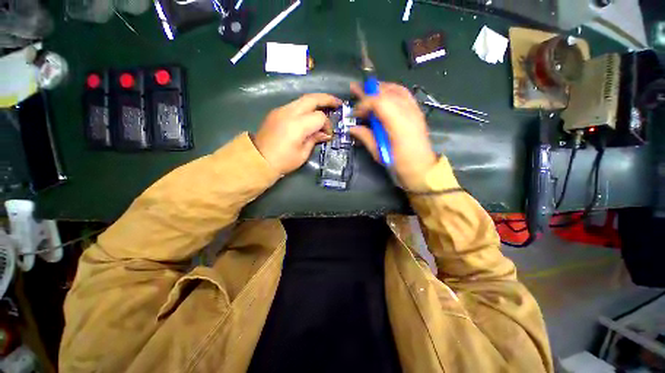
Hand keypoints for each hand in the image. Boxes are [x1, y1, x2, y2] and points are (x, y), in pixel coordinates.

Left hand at [254, 93, 341, 173]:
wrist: (257, 159)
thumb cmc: (283, 161)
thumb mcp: (303, 154)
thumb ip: (314, 139)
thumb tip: (324, 134)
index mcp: (297, 125)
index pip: (319, 117)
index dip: (327, 125)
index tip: (328, 135)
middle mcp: (289, 112)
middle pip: (312, 98)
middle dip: (327, 99)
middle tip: (338, 103)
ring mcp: (281, 110)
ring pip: (303, 99)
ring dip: (316, 101)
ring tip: (326, 106)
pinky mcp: (276, 112)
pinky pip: (295, 105)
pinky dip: (305, 107)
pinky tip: (310, 115)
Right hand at [349, 82, 436, 188]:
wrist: (422, 169)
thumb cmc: (400, 164)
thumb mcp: (379, 154)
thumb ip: (366, 138)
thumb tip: (352, 128)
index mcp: (398, 124)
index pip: (379, 101)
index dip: (364, 103)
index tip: (355, 113)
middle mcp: (408, 113)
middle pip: (387, 92)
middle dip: (369, 91)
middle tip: (356, 91)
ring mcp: (415, 110)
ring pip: (396, 89)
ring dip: (380, 88)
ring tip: (368, 91)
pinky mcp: (417, 112)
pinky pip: (404, 94)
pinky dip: (391, 91)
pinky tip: (384, 95)